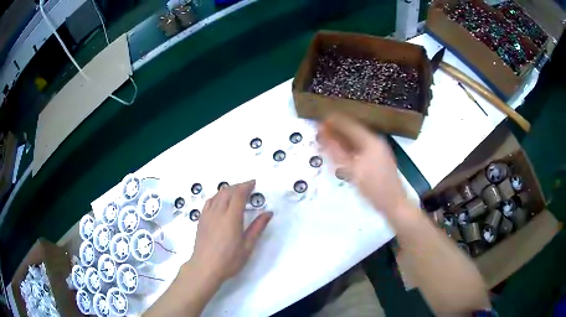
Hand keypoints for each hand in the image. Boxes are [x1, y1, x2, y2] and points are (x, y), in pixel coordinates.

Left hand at [189, 180, 272, 284]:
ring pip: (217, 195)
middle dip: (238, 186)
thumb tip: (268, 213)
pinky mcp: (201, 220)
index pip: (238, 195)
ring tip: (235, 192)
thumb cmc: (229, 260)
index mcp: (231, 218)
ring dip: (227, 190)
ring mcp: (207, 215)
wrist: (205, 267)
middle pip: (227, 192)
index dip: (246, 186)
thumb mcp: (247, 246)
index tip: (253, 183)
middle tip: (247, 187)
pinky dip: (217, 196)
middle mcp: (218, 212)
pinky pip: (209, 202)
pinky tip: (220, 201)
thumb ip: (257, 228)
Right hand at [317, 114, 411, 220]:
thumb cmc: (374, 187)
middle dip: (337, 130)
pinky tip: (340, 151)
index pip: (349, 125)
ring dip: (342, 139)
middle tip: (321, 130)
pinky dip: (349, 148)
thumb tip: (324, 137)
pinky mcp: (378, 159)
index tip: (320, 121)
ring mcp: (378, 150)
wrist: (393, 203)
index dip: (334, 122)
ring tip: (327, 139)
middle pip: (353, 131)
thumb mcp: (353, 171)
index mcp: (371, 141)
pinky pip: (360, 148)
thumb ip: (337, 152)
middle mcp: (375, 142)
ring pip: (356, 140)